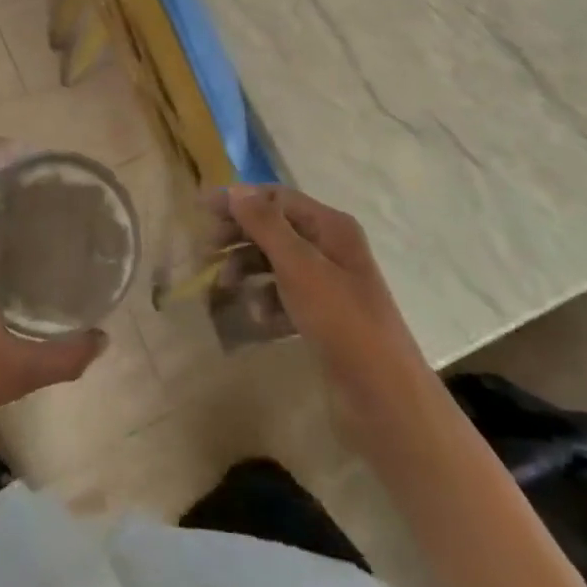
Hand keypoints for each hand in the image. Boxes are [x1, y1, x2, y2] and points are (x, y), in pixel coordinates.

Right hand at [223, 185, 425, 449]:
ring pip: (276, 263)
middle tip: (207, 251)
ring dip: (248, 269)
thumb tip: (236, 188)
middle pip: (274, 228)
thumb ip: (266, 225)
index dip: (239, 200)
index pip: (276, 197)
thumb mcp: (299, 267)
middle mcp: (330, 248)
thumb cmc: (341, 321)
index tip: (202, 211)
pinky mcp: (323, 317)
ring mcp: (328, 284)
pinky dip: (267, 302)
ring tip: (226, 286)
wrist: (384, 398)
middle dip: (240, 236)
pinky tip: (258, 319)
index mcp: (330, 227)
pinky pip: (285, 296)